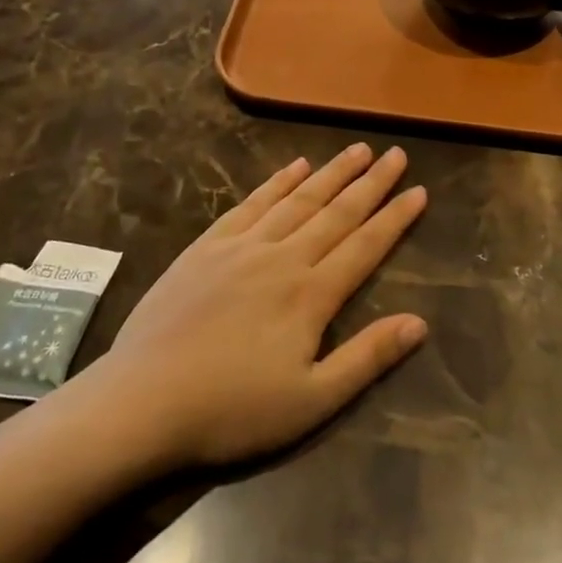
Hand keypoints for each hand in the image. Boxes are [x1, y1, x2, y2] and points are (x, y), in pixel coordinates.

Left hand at [98, 144, 427, 469]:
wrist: (141, 402)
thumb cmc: (231, 411)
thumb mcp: (311, 402)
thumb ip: (366, 358)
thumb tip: (419, 323)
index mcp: (311, 295)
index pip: (364, 246)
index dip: (395, 218)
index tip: (419, 191)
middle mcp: (282, 257)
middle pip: (336, 212)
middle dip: (371, 183)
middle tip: (396, 155)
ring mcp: (242, 246)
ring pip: (298, 199)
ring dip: (331, 173)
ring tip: (357, 151)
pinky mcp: (208, 245)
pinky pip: (252, 202)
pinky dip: (278, 181)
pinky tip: (296, 166)